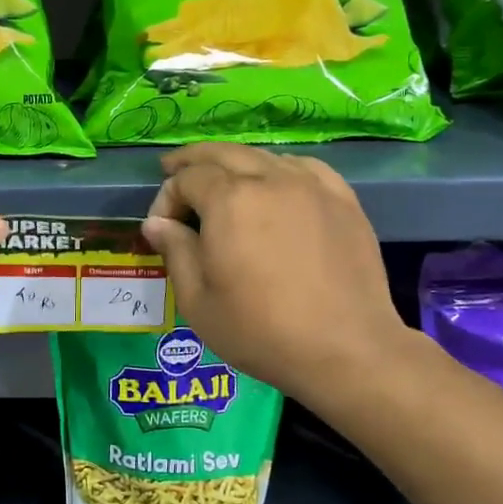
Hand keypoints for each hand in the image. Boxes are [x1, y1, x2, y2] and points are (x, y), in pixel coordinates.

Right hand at [141, 143, 412, 406]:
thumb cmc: (260, 331)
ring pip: (262, 156)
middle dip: (192, 162)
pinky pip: (303, 167)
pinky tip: (275, 185)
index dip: (166, 198)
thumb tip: (156, 223)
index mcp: (229, 200)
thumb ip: (175, 251)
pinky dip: (278, 169)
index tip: (162, 229)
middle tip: (173, 172)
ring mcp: (311, 185)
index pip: (187, 178)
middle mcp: (269, 179)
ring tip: (221, 181)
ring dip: (234, 164)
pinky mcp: (342, 200)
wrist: (345, 350)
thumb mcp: (197, 300)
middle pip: (222, 153)